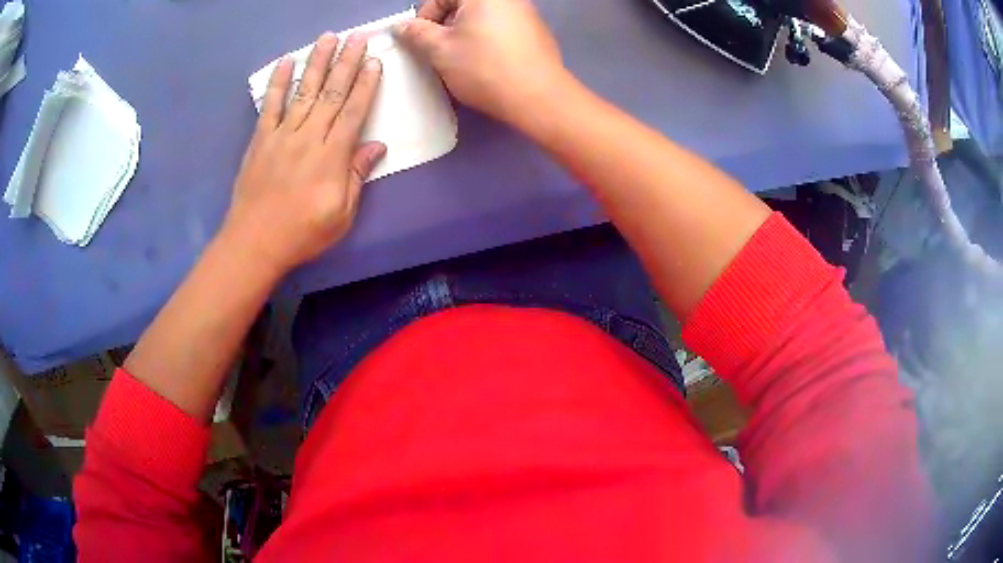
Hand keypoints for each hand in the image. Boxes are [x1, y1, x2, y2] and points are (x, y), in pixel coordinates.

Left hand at [222, 32, 384, 272]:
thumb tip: (377, 146)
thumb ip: (357, 175)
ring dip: (317, 62)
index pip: (353, 111)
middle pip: (331, 92)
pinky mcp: (261, 139)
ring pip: (304, 91)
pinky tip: (286, 62)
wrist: (255, 242)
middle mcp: (308, 137)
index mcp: (331, 156)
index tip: (374, 60)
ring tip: (328, 38)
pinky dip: (278, 82)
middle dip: (346, 62)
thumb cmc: (303, 233)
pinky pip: (271, 105)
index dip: (366, 84)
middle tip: (358, 36)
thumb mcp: (341, 214)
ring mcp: (282, 135)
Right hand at [393, 0, 566, 127]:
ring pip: (482, 16)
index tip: (421, 40)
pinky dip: (486, 38)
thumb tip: (401, 25)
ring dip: (465, 33)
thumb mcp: (440, 50)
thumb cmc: (484, 67)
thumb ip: (416, 33)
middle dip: (445, 25)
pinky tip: (487, 62)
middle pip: (463, 5)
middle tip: (440, 51)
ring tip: (462, 59)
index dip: (425, 16)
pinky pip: (501, 26)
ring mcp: (526, 12)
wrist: (538, 97)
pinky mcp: (536, 30)